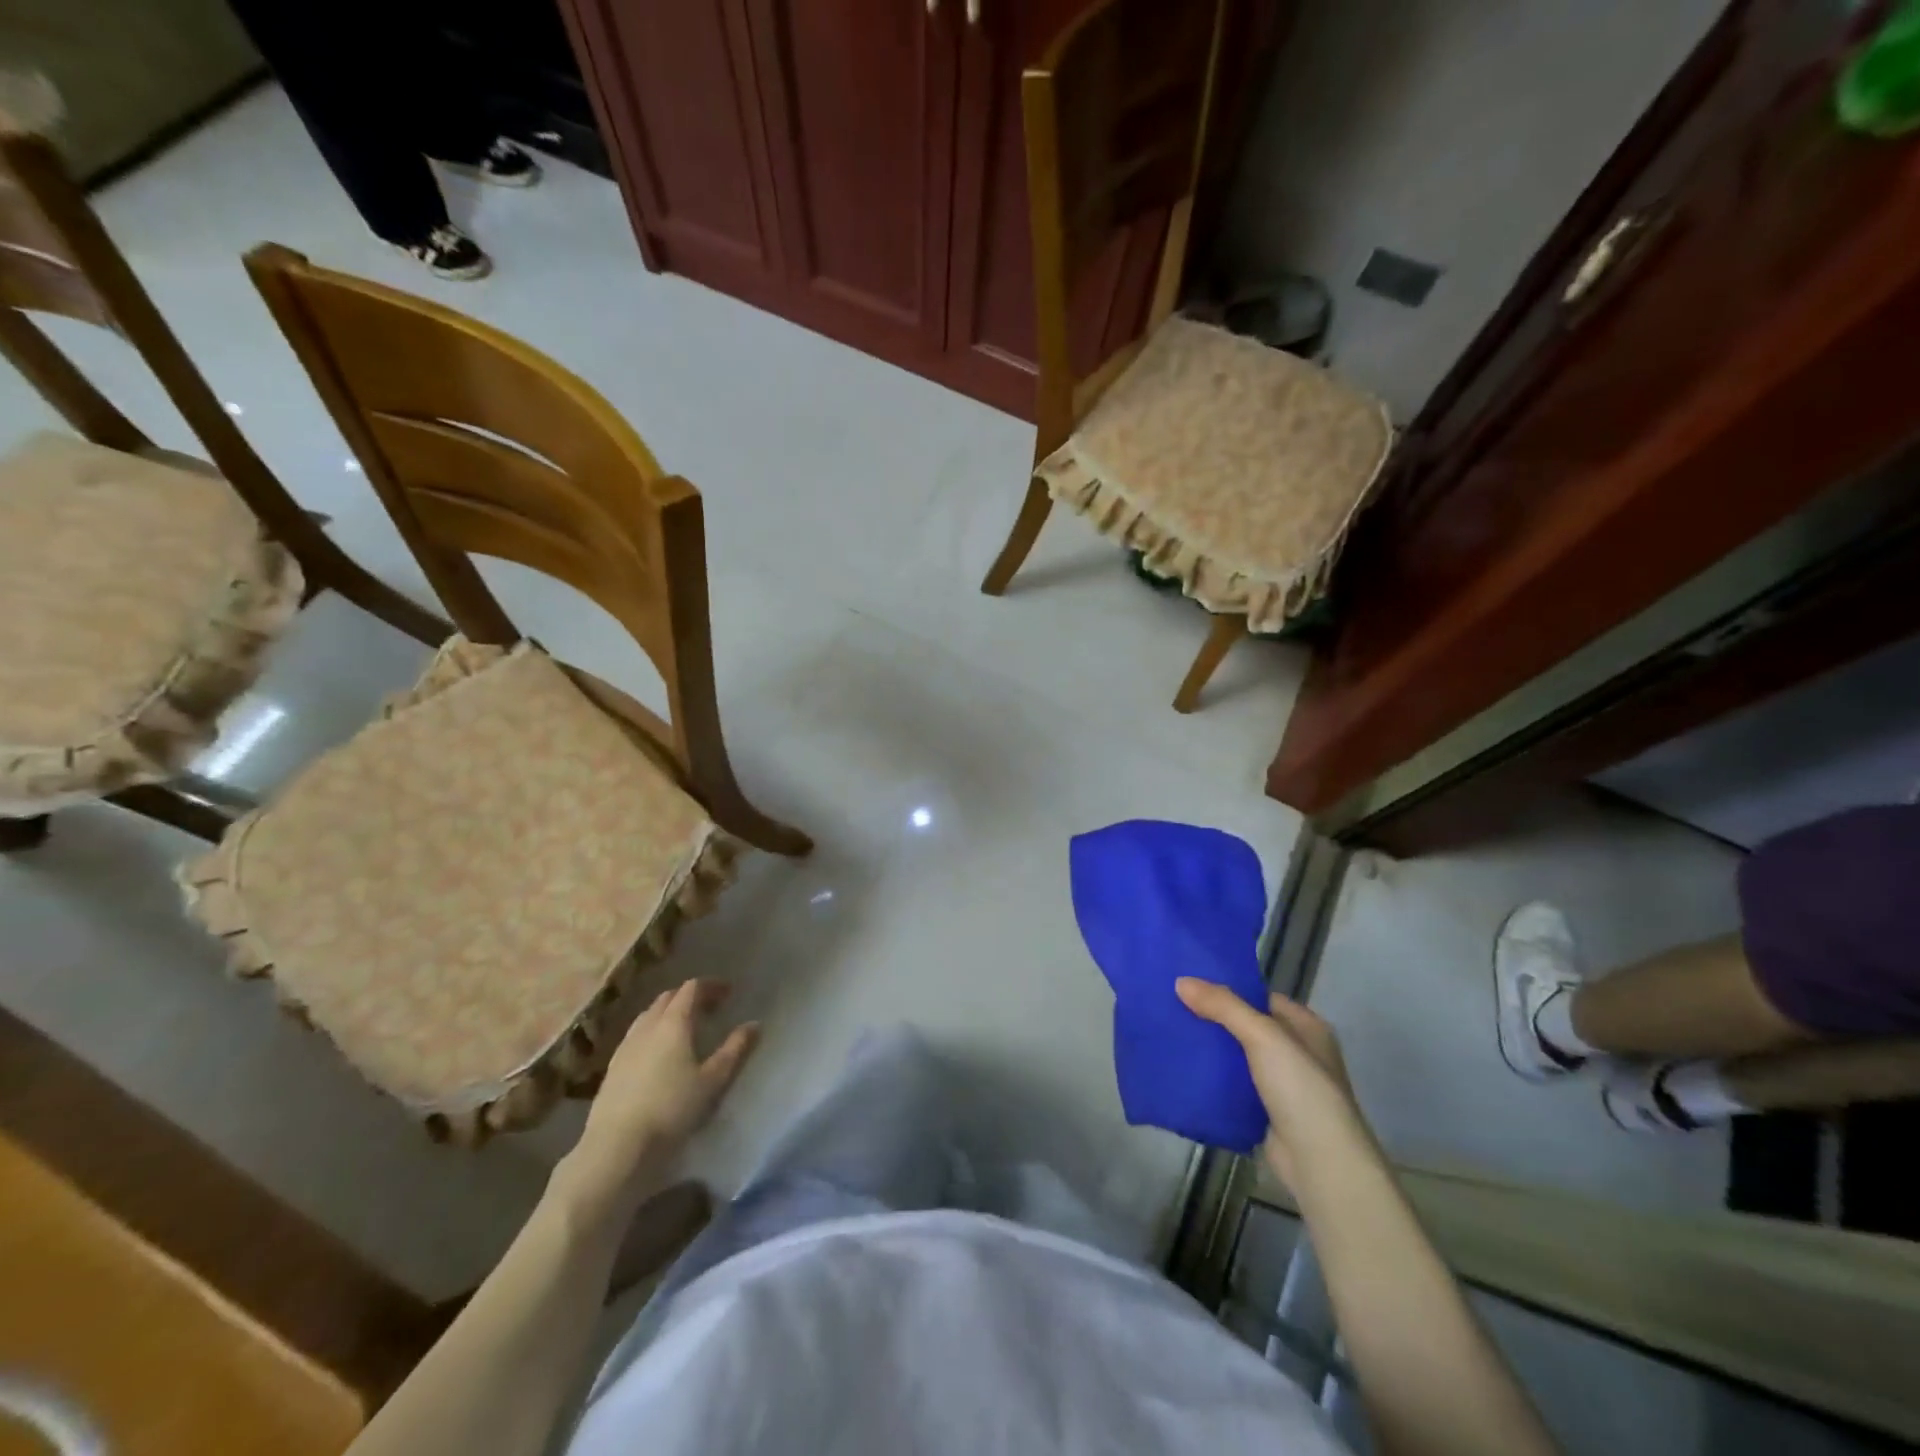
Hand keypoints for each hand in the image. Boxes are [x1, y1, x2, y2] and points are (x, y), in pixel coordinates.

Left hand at [565, 980, 758, 1213]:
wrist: (616, 1145)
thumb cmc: (671, 1109)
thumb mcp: (713, 1081)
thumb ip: (735, 1050)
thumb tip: (755, 1025)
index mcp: (674, 1023)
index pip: (692, 989)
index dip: (711, 986)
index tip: (728, 993)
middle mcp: (647, 1026)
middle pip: (668, 998)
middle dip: (690, 996)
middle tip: (709, 1008)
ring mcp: (626, 1045)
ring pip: (649, 1015)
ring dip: (668, 1012)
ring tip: (684, 1027)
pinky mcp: (613, 1066)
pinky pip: (636, 1034)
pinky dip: (652, 1030)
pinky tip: (657, 1052)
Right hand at [1176, 979, 1367, 1184]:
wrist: (1319, 1162)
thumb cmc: (1300, 1089)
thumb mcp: (1263, 1036)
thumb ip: (1223, 1006)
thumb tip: (1181, 981)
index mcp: (1307, 1028)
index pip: (1262, 998)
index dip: (1229, 990)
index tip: (1191, 985)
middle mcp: (1298, 1053)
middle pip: (1247, 1027)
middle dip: (1215, 1020)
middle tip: (1174, 1008)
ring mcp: (1283, 1086)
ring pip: (1238, 1058)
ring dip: (1212, 1051)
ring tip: (1172, 1035)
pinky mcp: (1267, 1113)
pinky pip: (1234, 1087)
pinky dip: (1214, 1080)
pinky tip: (1186, 1071)